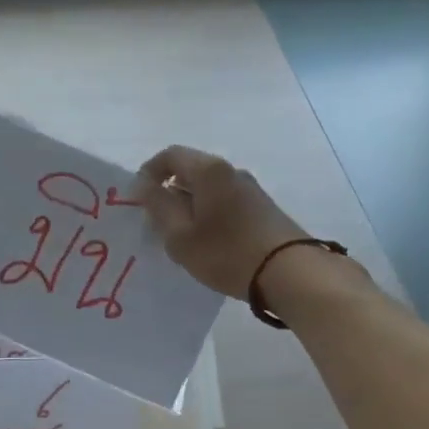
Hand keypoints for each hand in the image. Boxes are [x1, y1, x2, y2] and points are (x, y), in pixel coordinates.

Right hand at [135, 145, 306, 299]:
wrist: (289, 272)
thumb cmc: (227, 253)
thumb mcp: (181, 235)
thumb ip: (158, 206)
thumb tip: (144, 185)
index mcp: (208, 170)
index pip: (170, 155)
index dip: (148, 173)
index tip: (138, 199)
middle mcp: (230, 171)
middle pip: (191, 170)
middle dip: (169, 192)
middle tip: (157, 223)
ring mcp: (250, 188)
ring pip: (209, 188)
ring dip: (190, 205)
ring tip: (182, 237)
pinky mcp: (263, 208)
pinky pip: (225, 201)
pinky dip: (209, 214)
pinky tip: (208, 243)